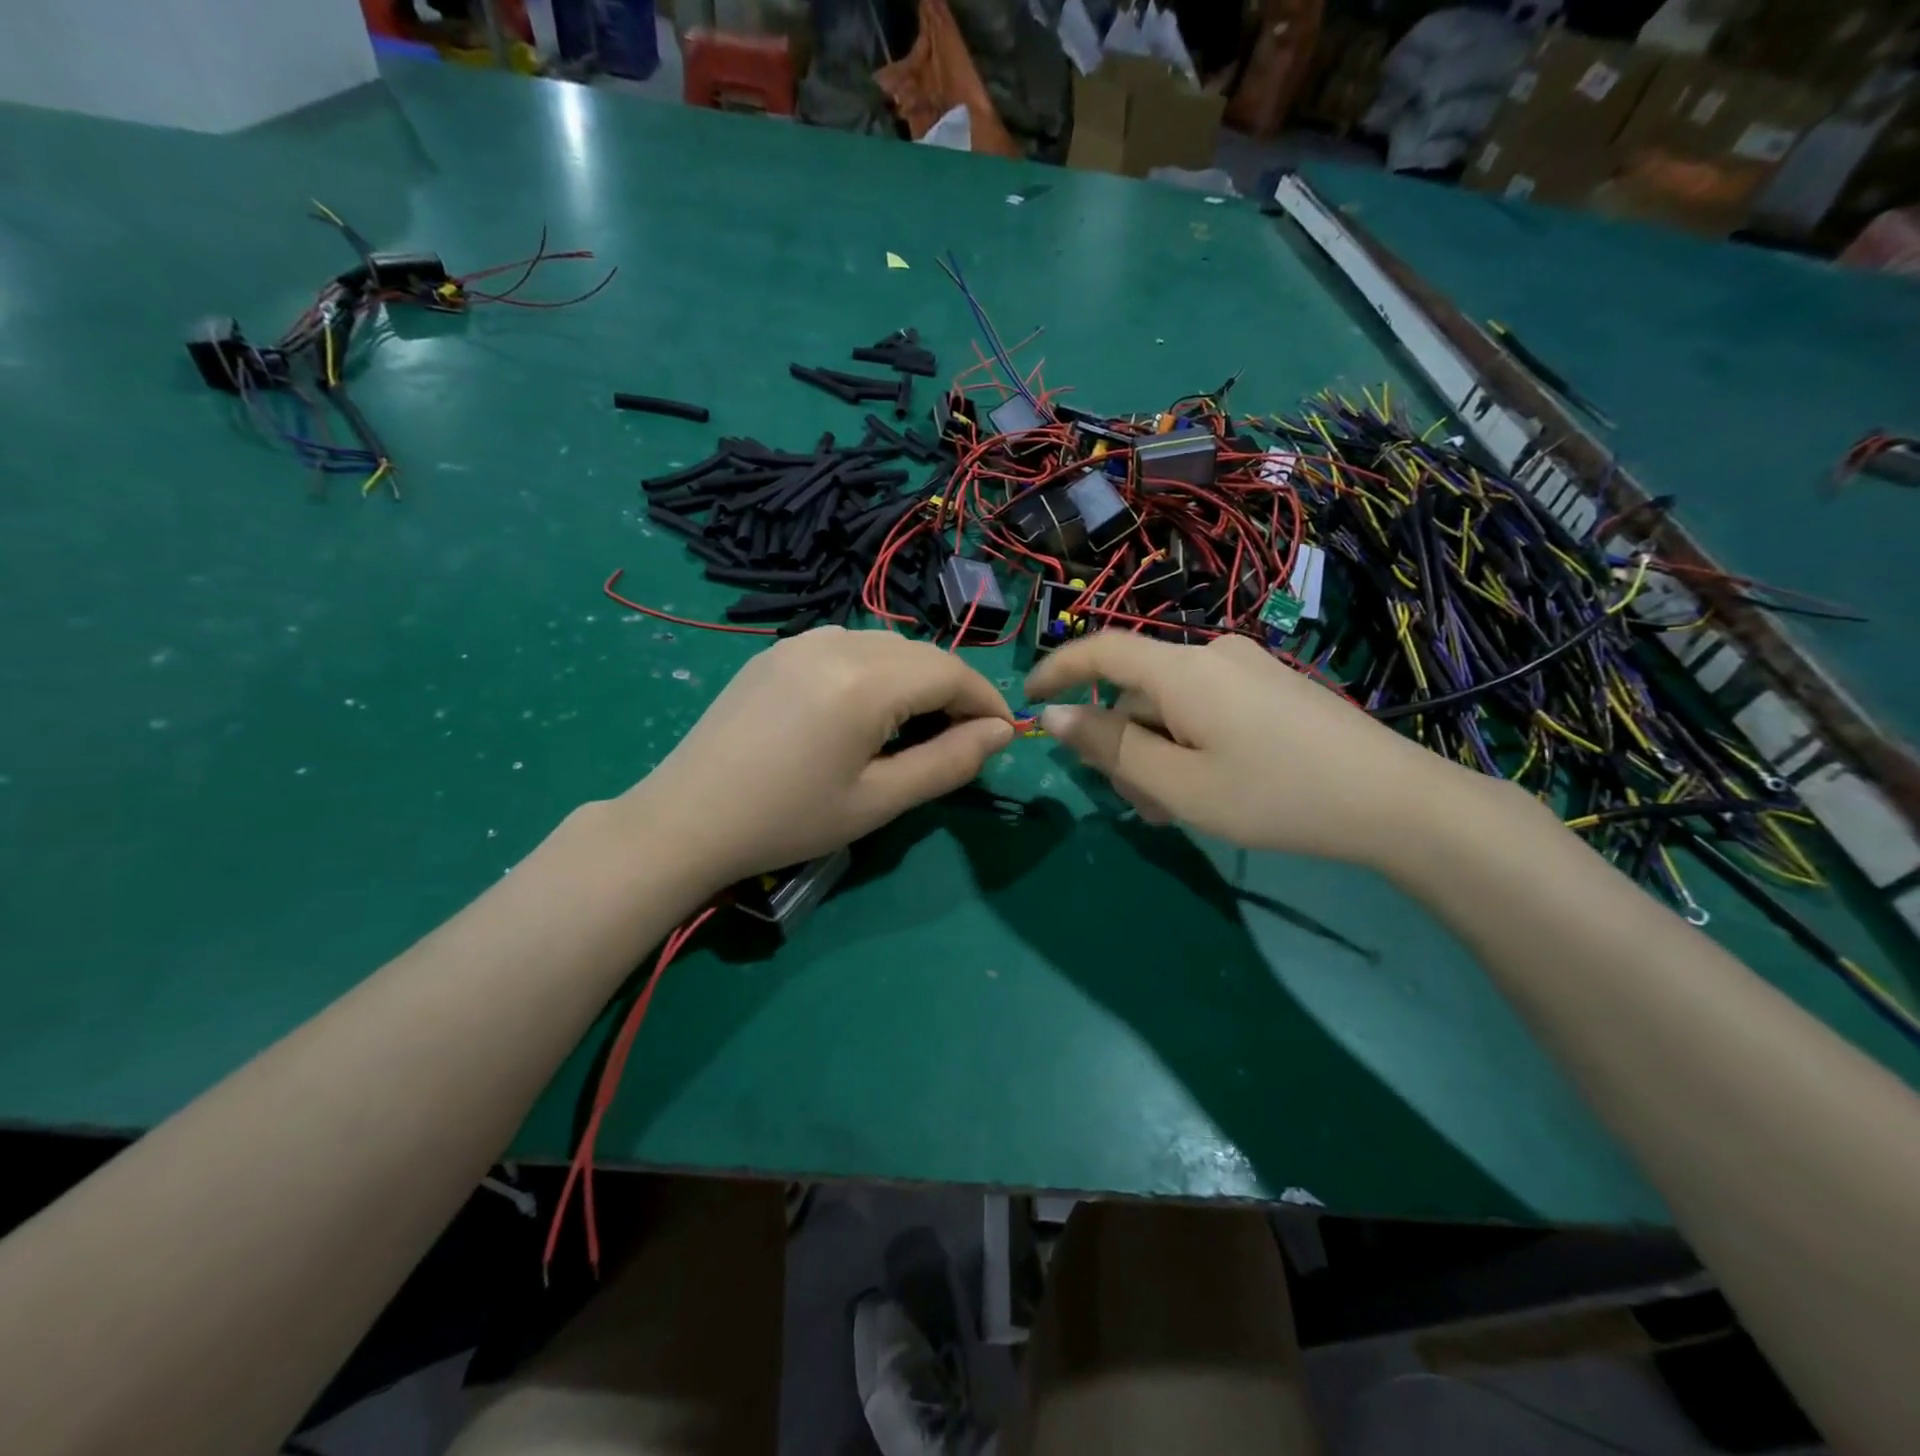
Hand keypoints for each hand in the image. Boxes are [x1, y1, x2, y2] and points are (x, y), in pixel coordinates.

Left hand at [622, 628, 1014, 885]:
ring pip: (886, 646)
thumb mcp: (879, 801)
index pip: (951, 673)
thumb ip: (948, 762)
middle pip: (921, 654)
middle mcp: (836, 642)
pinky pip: (847, 646)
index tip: (1003, 736)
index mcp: (865, 680)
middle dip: (953, 691)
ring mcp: (801, 640)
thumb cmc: (789, 819)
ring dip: (915, 679)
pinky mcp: (777, 650)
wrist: (687, 818)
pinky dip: (875, 671)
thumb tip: (1001, 732)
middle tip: (961, 740)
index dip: (986, 702)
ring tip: (913, 728)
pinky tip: (863, 711)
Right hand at [1025, 632, 1490, 868]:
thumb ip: (1109, 748)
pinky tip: (1214, 785)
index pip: (1100, 651)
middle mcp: (1212, 654)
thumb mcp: (1178, 786)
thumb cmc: (1275, 796)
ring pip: (1172, 705)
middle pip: (1138, 690)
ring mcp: (1248, 667)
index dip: (1056, 670)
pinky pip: (1206, 707)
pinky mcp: (1273, 687)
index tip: (1027, 699)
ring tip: (1180, 807)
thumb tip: (1054, 716)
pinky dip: (1190, 742)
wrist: (1397, 801)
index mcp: (1182, 671)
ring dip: (1158, 750)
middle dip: (1122, 743)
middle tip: (1139, 804)